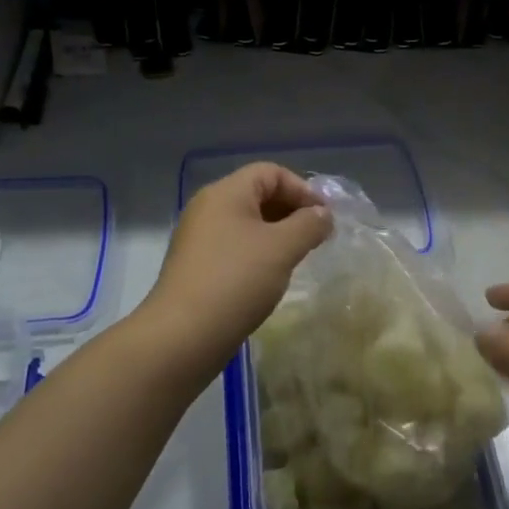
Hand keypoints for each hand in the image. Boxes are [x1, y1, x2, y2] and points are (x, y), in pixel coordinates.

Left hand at [141, 163, 331, 380]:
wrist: (183, 336)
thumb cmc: (236, 280)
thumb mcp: (282, 248)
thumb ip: (309, 224)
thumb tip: (323, 214)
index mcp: (226, 193)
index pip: (270, 172)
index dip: (302, 189)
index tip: (325, 217)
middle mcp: (208, 208)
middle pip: (258, 194)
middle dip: (292, 211)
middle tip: (317, 237)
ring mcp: (199, 238)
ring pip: (247, 223)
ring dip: (277, 233)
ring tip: (299, 256)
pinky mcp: (197, 266)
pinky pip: (235, 246)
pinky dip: (259, 252)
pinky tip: (272, 275)